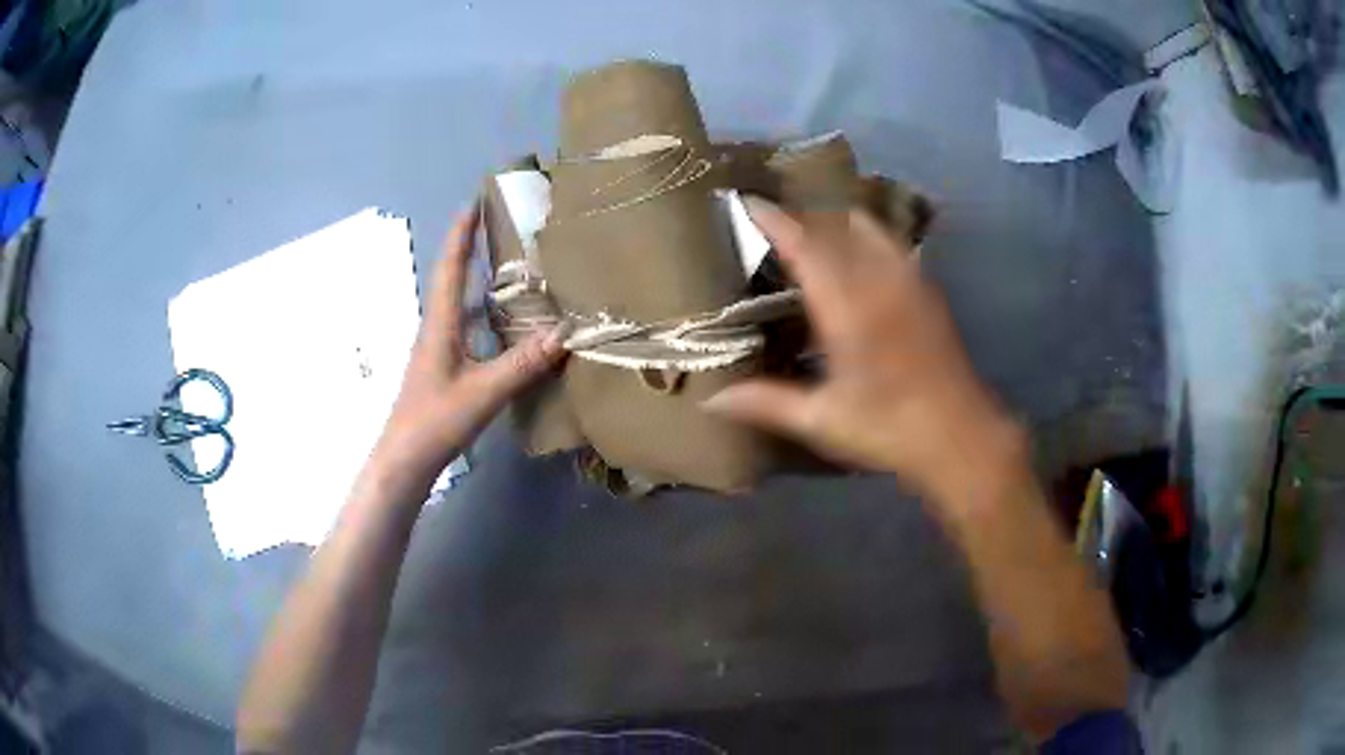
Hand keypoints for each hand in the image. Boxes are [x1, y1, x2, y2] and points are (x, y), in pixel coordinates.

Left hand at [374, 206, 566, 477]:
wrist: (404, 458)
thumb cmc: (436, 420)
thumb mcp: (484, 392)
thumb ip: (522, 363)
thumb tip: (564, 333)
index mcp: (440, 323)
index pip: (450, 266)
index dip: (461, 233)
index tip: (475, 201)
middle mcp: (436, 327)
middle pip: (451, 277)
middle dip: (471, 247)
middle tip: (498, 226)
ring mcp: (437, 348)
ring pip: (458, 303)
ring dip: (477, 281)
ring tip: (509, 268)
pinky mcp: (442, 367)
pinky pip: (465, 327)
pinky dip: (483, 315)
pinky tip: (505, 326)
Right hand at [705, 198, 1023, 502]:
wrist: (961, 435)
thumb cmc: (890, 428)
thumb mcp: (823, 420)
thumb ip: (767, 402)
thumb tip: (711, 399)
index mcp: (848, 307)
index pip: (805, 245)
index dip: (774, 219)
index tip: (746, 200)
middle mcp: (879, 280)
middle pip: (836, 224)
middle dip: (802, 216)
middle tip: (771, 224)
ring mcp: (908, 280)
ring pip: (867, 226)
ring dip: (835, 221)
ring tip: (812, 235)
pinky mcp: (927, 290)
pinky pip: (890, 243)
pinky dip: (865, 236)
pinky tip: (857, 259)